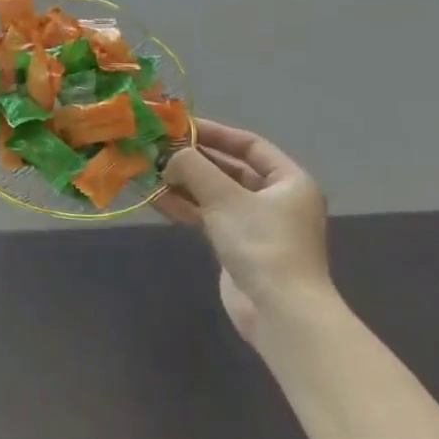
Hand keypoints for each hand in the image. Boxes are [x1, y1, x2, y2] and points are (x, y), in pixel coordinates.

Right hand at [156, 118, 335, 340]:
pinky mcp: (238, 246)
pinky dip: (186, 207)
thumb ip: (193, 167)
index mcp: (288, 180)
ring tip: (150, 172)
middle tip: (157, 149)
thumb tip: (169, 158)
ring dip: (184, 183)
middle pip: (230, 169)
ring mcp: (256, 225)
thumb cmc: (261, 243)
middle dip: (193, 160)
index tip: (178, 126)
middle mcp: (276, 199)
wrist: (280, 312)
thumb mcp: (224, 196)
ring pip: (215, 194)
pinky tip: (157, 199)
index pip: (249, 145)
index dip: (214, 132)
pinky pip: (209, 217)